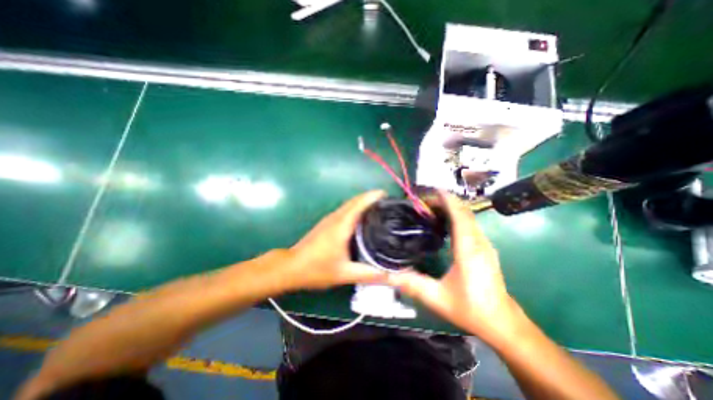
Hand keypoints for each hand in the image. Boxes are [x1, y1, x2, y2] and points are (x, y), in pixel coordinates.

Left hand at [283, 189, 389, 289]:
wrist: (291, 267)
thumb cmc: (316, 269)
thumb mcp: (344, 274)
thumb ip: (368, 274)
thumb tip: (390, 275)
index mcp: (342, 225)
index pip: (359, 203)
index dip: (373, 196)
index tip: (387, 195)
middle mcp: (336, 217)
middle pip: (355, 200)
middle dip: (371, 197)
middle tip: (387, 202)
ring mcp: (329, 219)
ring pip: (349, 204)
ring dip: (363, 201)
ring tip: (379, 207)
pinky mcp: (326, 223)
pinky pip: (345, 209)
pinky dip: (356, 207)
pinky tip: (362, 217)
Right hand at [390, 191, 518, 340]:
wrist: (501, 323)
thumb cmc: (471, 308)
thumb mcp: (437, 298)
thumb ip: (412, 284)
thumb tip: (387, 275)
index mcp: (468, 249)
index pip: (460, 215)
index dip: (448, 200)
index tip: (433, 190)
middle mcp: (479, 242)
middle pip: (464, 212)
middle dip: (446, 201)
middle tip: (424, 201)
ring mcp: (484, 245)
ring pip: (469, 217)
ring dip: (452, 207)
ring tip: (432, 208)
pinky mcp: (485, 249)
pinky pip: (471, 224)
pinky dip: (457, 216)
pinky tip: (445, 222)